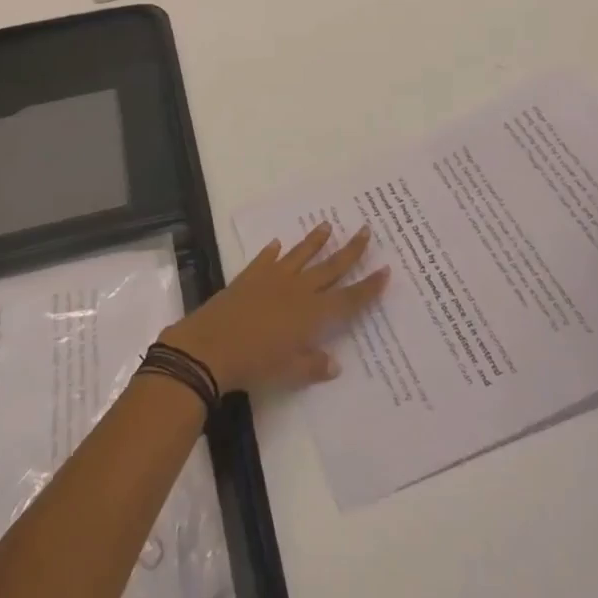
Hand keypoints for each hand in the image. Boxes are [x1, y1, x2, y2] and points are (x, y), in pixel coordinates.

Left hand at [162, 223, 389, 393]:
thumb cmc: (255, 363)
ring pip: (301, 255)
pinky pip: (266, 259)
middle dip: (350, 250)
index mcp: (312, 314)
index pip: (348, 299)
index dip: (368, 287)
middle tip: (366, 230)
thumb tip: (334, 363)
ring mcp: (273, 278)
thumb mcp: (290, 372)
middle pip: (330, 267)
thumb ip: (313, 365)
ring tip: (327, 225)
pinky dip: (273, 251)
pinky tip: (277, 243)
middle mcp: (298, 290)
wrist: (212, 345)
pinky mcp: (250, 275)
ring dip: (315, 240)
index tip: (385, 270)